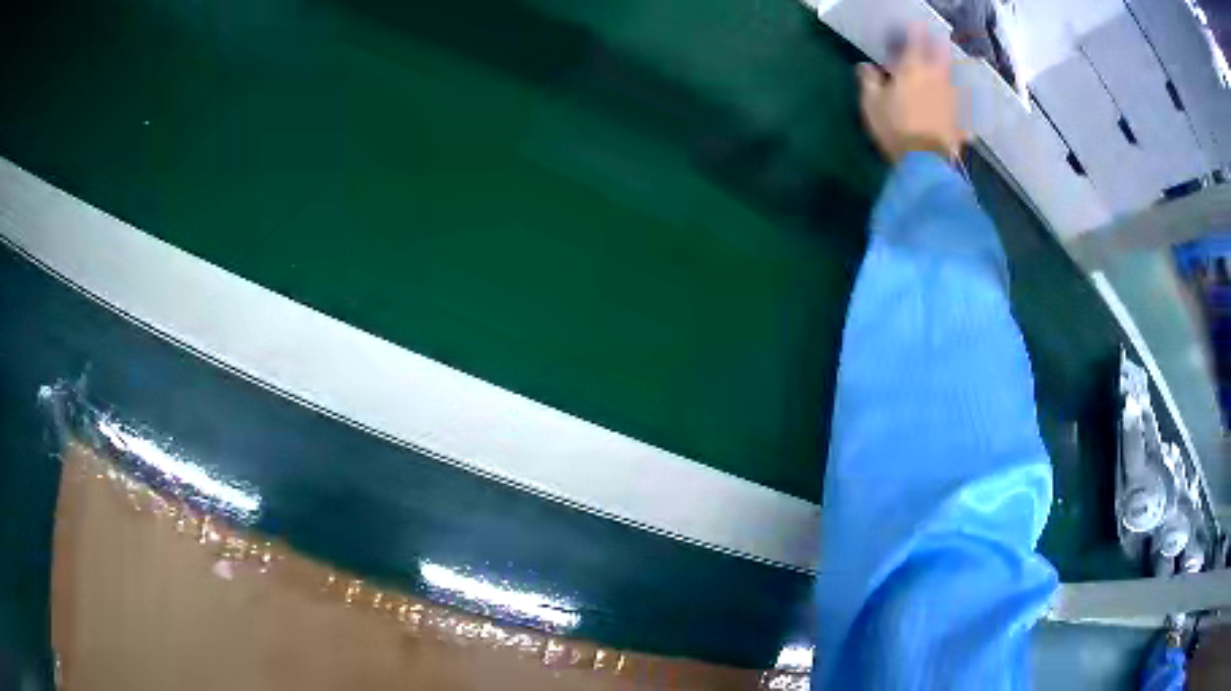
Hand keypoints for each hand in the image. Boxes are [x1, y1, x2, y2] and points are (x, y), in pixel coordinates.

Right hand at [857, 27, 964, 163]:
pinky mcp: (961, 123)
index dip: (916, 31)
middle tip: (937, 43)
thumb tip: (865, 67)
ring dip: (949, 77)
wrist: (926, 163)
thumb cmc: (895, 128)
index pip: (916, 41)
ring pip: (954, 80)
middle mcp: (937, 79)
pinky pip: (961, 111)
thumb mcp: (871, 104)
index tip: (916, 25)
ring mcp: (953, 101)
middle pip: (943, 55)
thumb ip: (868, 81)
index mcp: (914, 69)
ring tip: (945, 78)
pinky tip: (956, 115)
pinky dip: (959, 110)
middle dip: (939, 47)